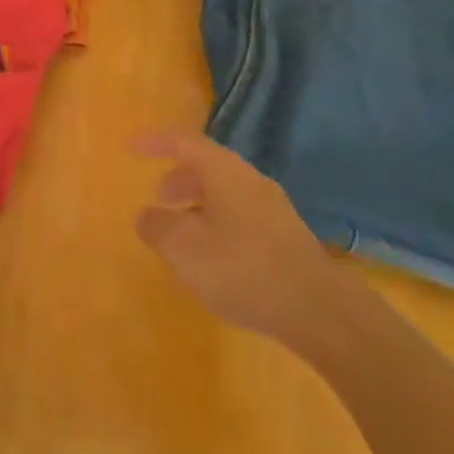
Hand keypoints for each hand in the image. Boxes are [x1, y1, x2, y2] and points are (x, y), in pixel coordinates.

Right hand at [132, 131, 351, 348]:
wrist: (321, 311)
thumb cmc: (242, 268)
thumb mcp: (184, 248)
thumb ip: (157, 226)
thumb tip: (147, 215)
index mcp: (224, 171)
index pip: (184, 142)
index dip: (156, 143)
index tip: (132, 148)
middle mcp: (250, 180)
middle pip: (208, 167)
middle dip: (180, 179)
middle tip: (159, 198)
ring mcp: (274, 209)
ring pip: (226, 193)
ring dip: (199, 204)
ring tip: (184, 233)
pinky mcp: (288, 238)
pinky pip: (242, 216)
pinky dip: (219, 223)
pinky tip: (216, 257)